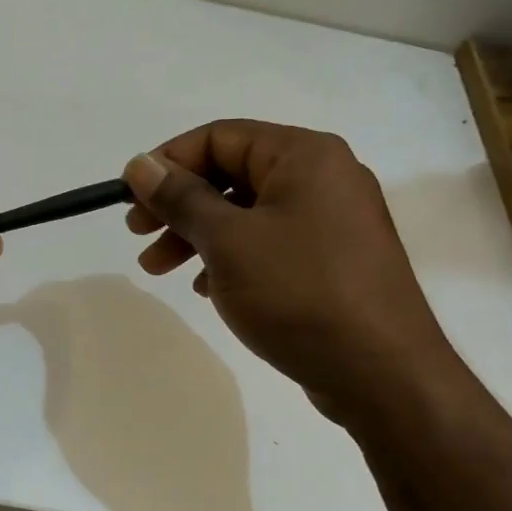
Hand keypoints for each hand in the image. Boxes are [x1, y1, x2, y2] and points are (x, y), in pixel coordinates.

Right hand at [122, 120, 456, 418]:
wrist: (381, 373)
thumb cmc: (299, 292)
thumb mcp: (228, 241)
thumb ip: (180, 198)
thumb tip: (138, 164)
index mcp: (303, 156)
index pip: (218, 137)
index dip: (167, 163)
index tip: (129, 199)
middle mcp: (323, 177)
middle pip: (230, 174)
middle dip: (177, 204)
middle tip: (137, 234)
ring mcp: (331, 220)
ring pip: (245, 213)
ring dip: (196, 235)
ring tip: (158, 269)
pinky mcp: (332, 259)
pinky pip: (268, 242)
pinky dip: (230, 257)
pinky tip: (205, 288)